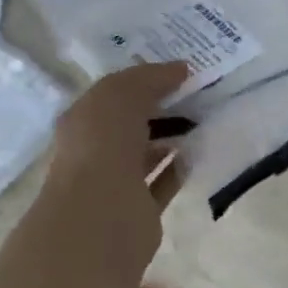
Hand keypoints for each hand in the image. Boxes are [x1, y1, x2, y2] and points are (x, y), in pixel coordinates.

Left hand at [40, 62, 187, 258]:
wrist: (101, 217)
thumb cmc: (102, 148)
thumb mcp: (120, 96)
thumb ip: (149, 79)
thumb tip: (181, 69)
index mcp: (83, 121)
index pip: (114, 94)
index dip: (144, 79)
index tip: (181, 70)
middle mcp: (95, 150)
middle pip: (132, 123)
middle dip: (161, 107)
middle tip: (200, 92)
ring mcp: (116, 182)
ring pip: (147, 152)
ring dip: (172, 137)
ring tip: (205, 119)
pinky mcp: (140, 209)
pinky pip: (163, 182)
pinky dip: (179, 167)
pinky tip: (199, 152)